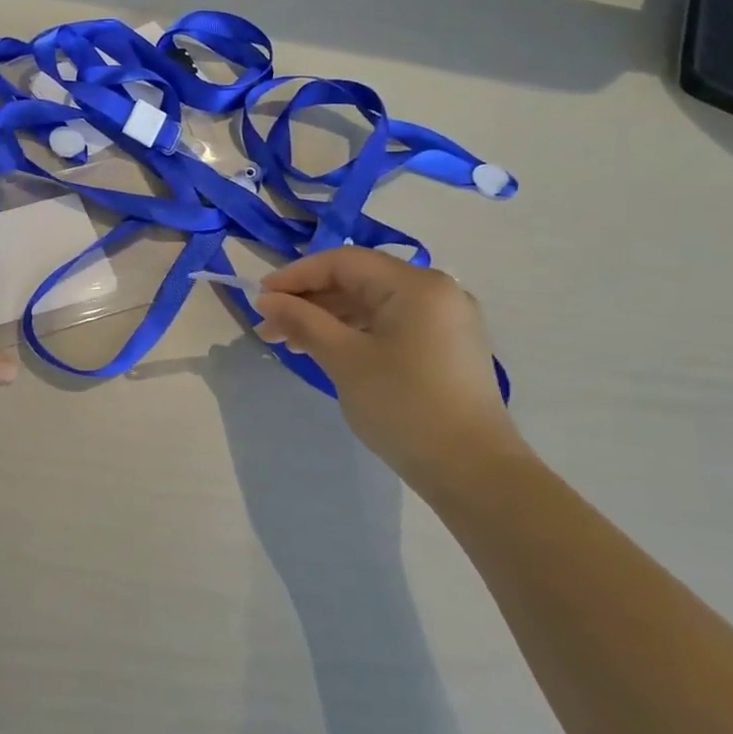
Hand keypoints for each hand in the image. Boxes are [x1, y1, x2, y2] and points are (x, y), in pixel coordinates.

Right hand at [250, 247, 524, 482]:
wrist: (472, 471)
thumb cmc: (404, 406)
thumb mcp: (345, 359)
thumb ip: (303, 321)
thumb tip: (265, 300)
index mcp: (416, 285)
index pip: (343, 262)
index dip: (296, 275)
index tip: (260, 299)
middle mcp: (436, 292)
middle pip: (358, 280)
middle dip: (309, 300)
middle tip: (269, 327)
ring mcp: (444, 319)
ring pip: (371, 303)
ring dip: (327, 317)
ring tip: (289, 342)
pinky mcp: (445, 346)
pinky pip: (389, 324)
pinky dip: (353, 332)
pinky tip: (325, 350)